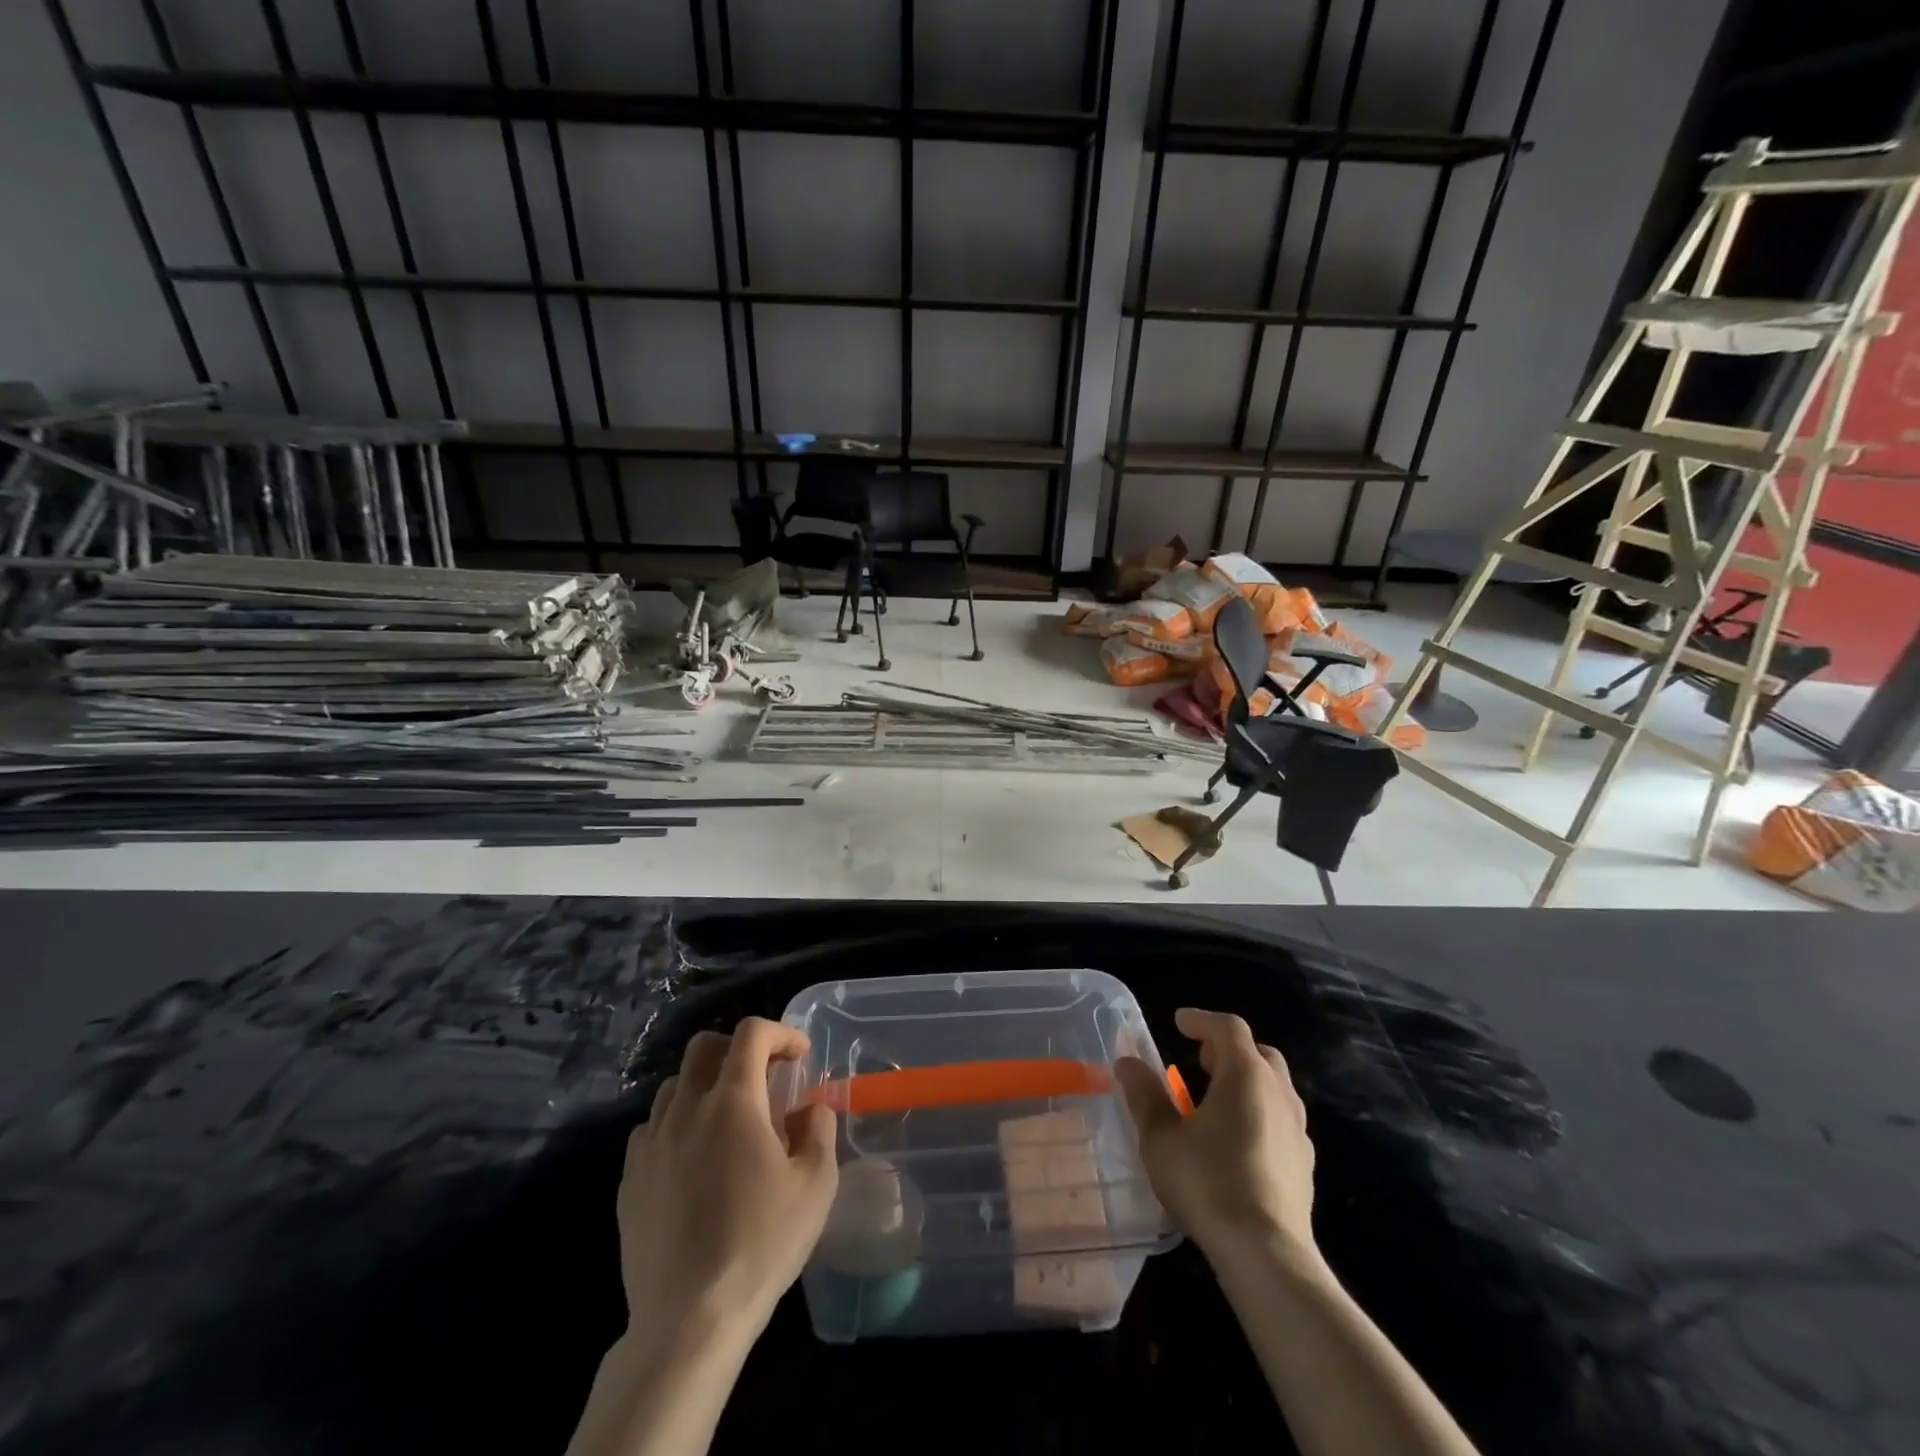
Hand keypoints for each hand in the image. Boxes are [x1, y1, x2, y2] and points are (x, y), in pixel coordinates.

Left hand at [618, 1018, 838, 1342]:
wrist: (689, 1320)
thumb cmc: (761, 1244)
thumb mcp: (816, 1184)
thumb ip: (819, 1129)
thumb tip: (808, 1107)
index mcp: (733, 1101)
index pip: (751, 1034)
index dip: (781, 1033)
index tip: (800, 1056)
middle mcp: (685, 1109)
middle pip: (704, 1046)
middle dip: (739, 1047)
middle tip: (765, 1076)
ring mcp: (651, 1143)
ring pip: (675, 1084)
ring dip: (706, 1084)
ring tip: (729, 1117)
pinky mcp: (630, 1178)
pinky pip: (652, 1128)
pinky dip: (678, 1123)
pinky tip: (695, 1157)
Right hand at [1114, 1007, 1315, 1256]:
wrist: (1266, 1254)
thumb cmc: (1208, 1182)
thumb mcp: (1161, 1136)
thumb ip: (1144, 1094)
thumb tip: (1127, 1061)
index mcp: (1246, 1075)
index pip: (1228, 1028)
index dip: (1202, 1020)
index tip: (1179, 1022)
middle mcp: (1279, 1093)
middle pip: (1259, 1053)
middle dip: (1229, 1048)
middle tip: (1201, 1058)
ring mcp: (1298, 1131)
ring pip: (1276, 1087)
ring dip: (1247, 1081)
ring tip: (1217, 1098)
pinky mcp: (1304, 1165)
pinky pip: (1282, 1120)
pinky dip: (1260, 1112)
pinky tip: (1239, 1139)